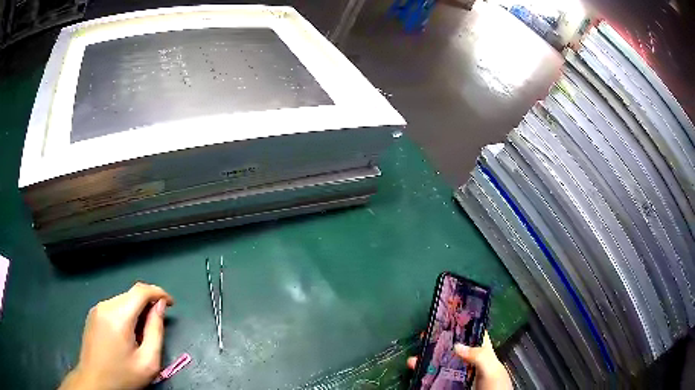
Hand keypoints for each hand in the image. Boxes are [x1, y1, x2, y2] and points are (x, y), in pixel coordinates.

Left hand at [59, 282, 173, 389]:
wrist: (95, 382)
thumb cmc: (123, 377)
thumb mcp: (148, 362)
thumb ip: (156, 331)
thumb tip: (160, 307)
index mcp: (118, 316)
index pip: (141, 291)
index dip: (159, 293)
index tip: (171, 304)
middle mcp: (105, 305)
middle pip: (131, 294)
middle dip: (148, 303)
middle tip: (159, 323)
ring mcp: (96, 309)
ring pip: (122, 300)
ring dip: (137, 309)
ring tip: (143, 332)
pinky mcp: (92, 315)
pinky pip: (113, 306)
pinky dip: (126, 313)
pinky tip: (128, 332)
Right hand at [407, 332, 511, 389]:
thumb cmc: (496, 387)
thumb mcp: (492, 369)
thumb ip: (479, 355)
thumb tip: (457, 345)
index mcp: (483, 353)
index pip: (472, 334)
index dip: (460, 325)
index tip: (444, 319)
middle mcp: (470, 362)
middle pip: (452, 349)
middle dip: (437, 343)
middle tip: (422, 339)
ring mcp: (459, 375)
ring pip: (442, 364)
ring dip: (427, 360)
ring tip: (412, 360)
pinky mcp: (450, 386)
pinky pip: (437, 378)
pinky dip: (425, 375)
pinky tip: (416, 372)